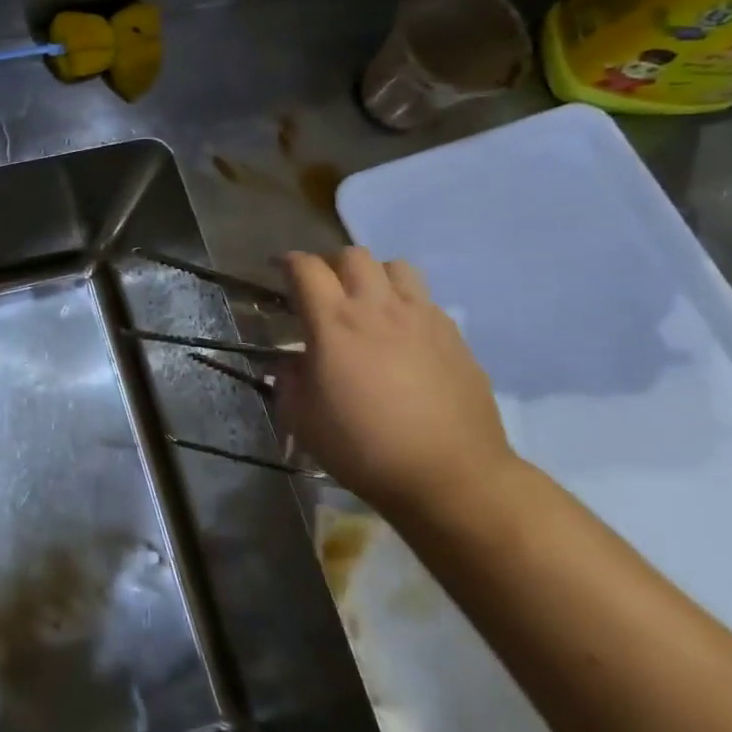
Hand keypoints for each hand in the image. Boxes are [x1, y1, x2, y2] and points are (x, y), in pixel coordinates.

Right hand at [276, 248, 515, 514]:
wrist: (450, 476)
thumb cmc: (364, 448)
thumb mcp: (303, 419)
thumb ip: (288, 380)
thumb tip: (291, 362)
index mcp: (334, 323)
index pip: (306, 268)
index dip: (288, 262)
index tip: (277, 269)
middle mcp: (378, 308)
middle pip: (353, 255)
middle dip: (331, 263)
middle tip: (322, 288)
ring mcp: (422, 318)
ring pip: (396, 267)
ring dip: (374, 275)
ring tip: (367, 301)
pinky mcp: (454, 336)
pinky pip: (425, 300)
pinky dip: (405, 303)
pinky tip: (402, 335)